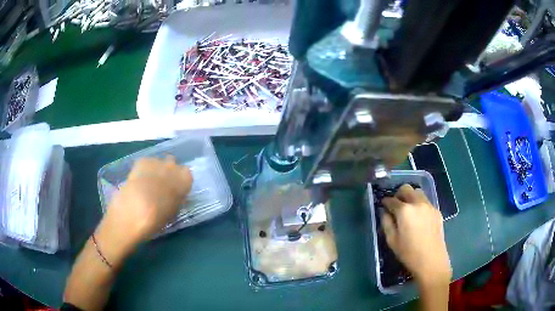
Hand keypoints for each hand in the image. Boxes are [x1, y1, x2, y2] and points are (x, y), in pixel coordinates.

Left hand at [107, 156, 192, 241]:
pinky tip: (138, 181)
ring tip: (146, 183)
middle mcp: (172, 167)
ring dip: (155, 170)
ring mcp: (156, 162)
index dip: (180, 182)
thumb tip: (174, 195)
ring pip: (158, 162)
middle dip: (167, 172)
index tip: (174, 191)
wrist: (133, 212)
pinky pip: (146, 163)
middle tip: (160, 186)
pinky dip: (144, 169)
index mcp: (184, 181)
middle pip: (173, 164)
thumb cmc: (156, 219)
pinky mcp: (142, 161)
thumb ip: (176, 200)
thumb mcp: (172, 213)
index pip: (187, 175)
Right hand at [381, 184, 451, 285]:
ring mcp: (429, 206)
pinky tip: (419, 218)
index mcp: (404, 210)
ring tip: (408, 210)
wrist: (431, 260)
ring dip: (410, 197)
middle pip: (406, 188)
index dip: (385, 202)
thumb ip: (386, 223)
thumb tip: (384, 212)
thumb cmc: (408, 253)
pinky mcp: (437, 211)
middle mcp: (417, 203)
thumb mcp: (392, 241)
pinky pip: (426, 201)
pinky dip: (420, 204)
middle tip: (395, 205)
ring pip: (418, 192)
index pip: (392, 200)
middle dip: (399, 194)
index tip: (383, 205)